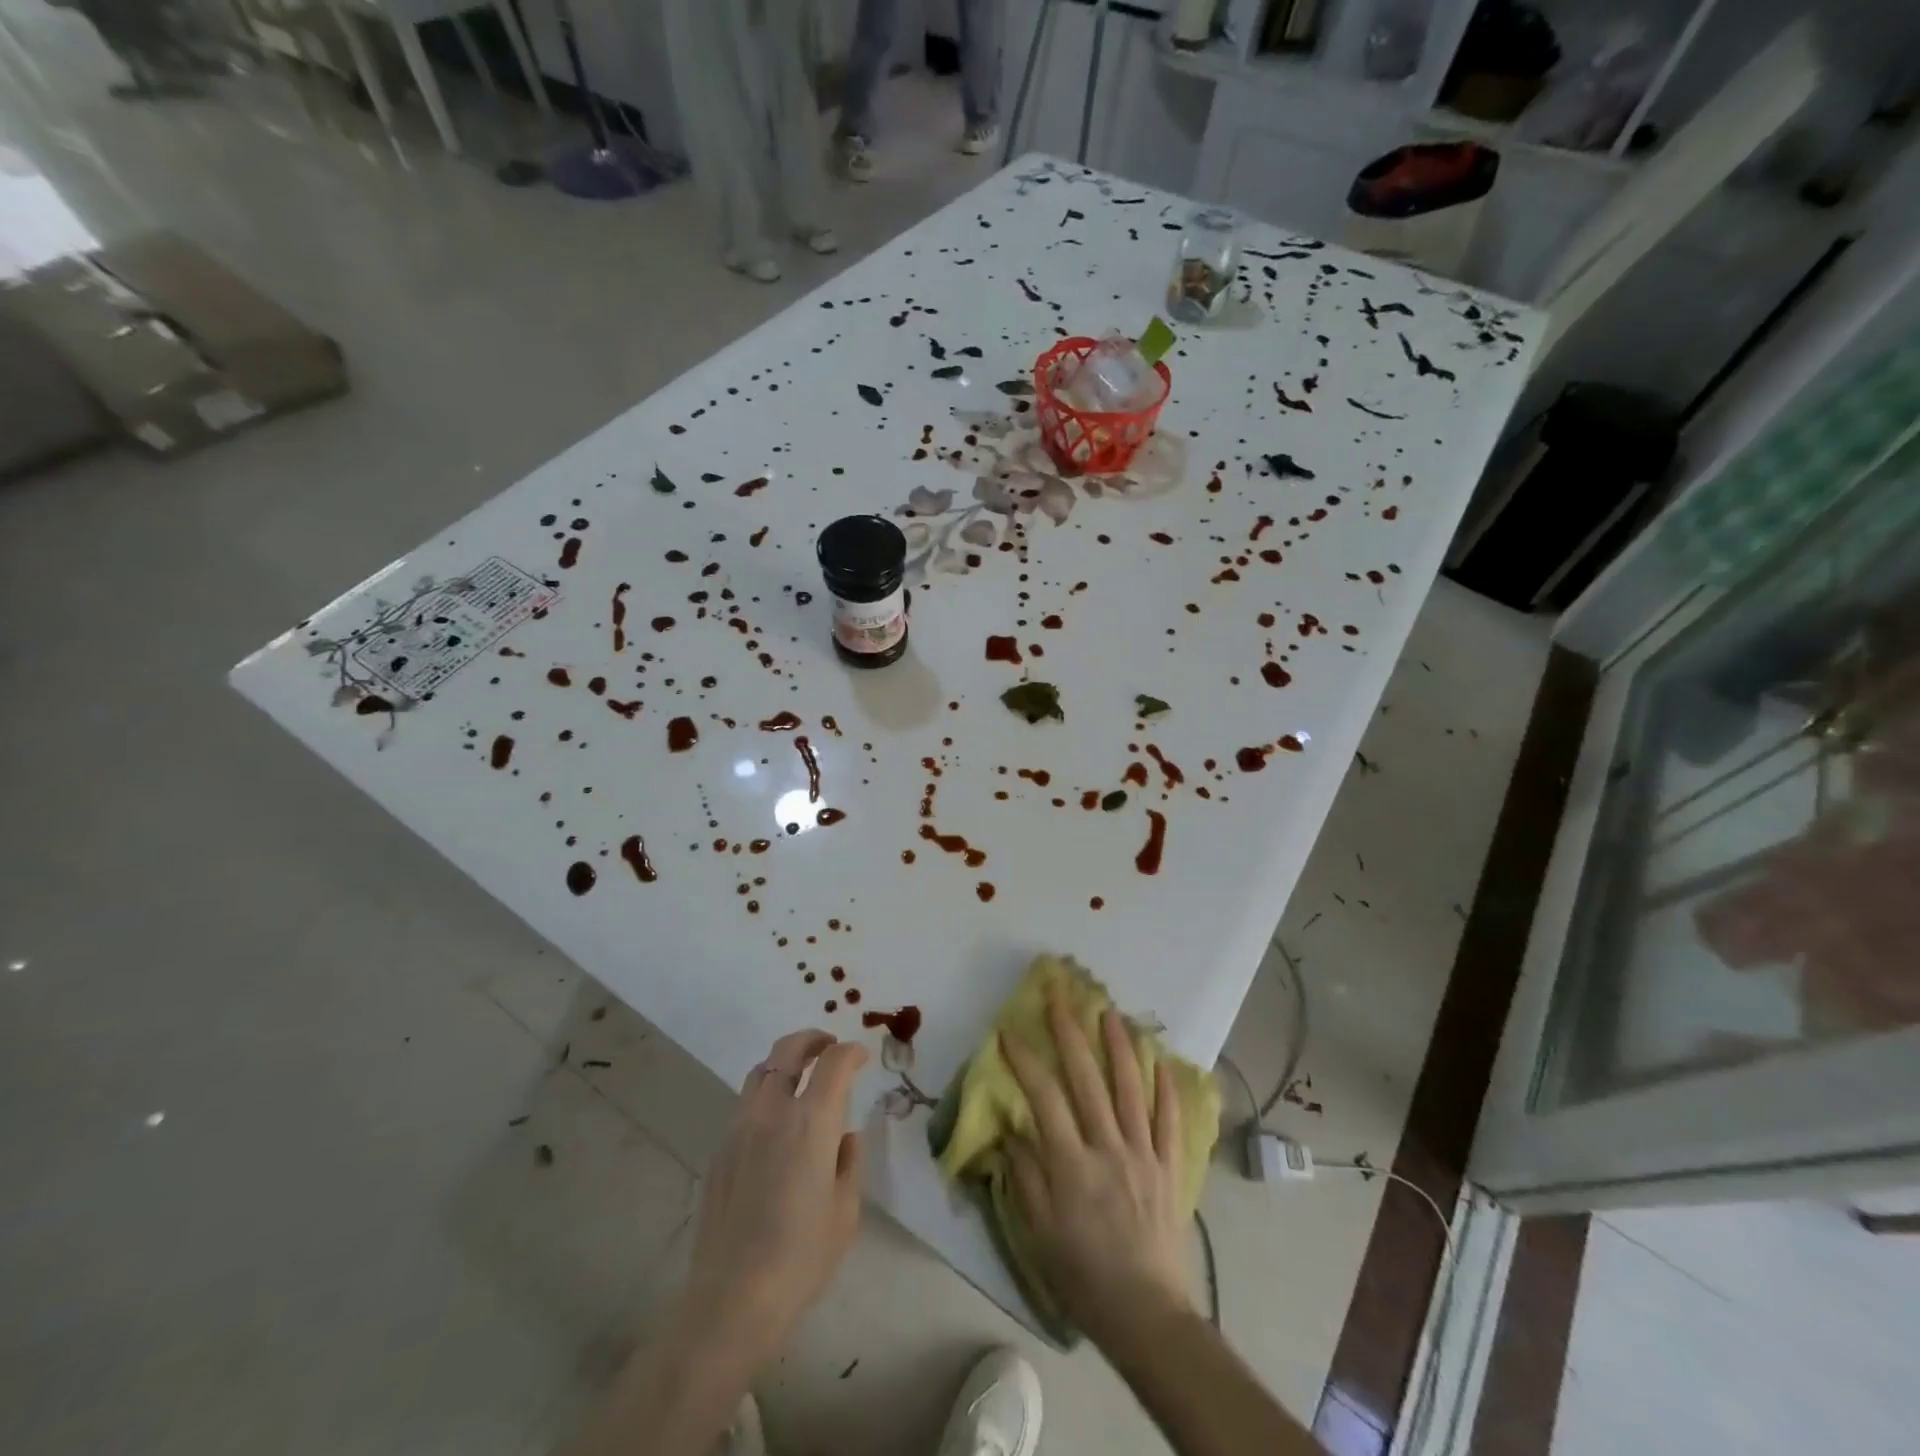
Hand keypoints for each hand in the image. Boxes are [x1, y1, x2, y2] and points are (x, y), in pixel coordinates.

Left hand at [678, 1030, 867, 1374]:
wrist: (732, 1299)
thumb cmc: (801, 1257)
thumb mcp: (845, 1212)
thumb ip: (849, 1163)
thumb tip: (845, 1138)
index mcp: (812, 1122)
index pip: (834, 1062)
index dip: (851, 1052)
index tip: (862, 1057)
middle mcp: (773, 1111)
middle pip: (789, 1049)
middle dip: (813, 1039)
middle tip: (829, 1046)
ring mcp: (740, 1127)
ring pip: (761, 1070)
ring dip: (785, 1062)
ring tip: (802, 1077)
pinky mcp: (720, 1148)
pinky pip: (746, 1102)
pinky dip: (766, 1092)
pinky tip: (776, 1122)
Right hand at [1001, 989, 1191, 1340]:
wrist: (1146, 1315)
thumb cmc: (1083, 1276)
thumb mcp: (1038, 1234)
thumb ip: (1024, 1176)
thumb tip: (1012, 1129)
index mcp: (1072, 1165)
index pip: (1044, 1098)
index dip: (1025, 1061)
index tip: (1009, 1032)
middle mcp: (1108, 1148)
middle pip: (1087, 1079)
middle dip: (1070, 1033)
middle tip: (1059, 998)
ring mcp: (1143, 1154)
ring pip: (1131, 1088)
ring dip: (1120, 1046)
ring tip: (1110, 1012)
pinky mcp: (1168, 1166)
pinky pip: (1169, 1119)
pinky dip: (1165, 1087)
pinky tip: (1160, 1060)